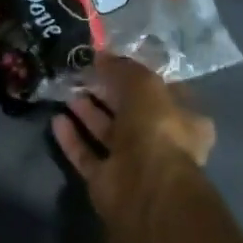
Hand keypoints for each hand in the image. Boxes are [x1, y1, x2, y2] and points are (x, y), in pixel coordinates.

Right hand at [51, 54, 215, 220]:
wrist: (144, 187)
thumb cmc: (157, 129)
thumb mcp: (145, 85)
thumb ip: (123, 68)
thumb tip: (102, 55)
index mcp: (185, 119)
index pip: (162, 91)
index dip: (139, 75)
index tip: (114, 61)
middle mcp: (161, 142)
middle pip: (131, 112)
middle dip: (108, 93)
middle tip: (84, 73)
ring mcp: (133, 164)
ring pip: (107, 133)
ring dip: (88, 113)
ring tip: (67, 91)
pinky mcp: (107, 181)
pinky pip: (87, 155)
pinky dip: (73, 138)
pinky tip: (57, 120)